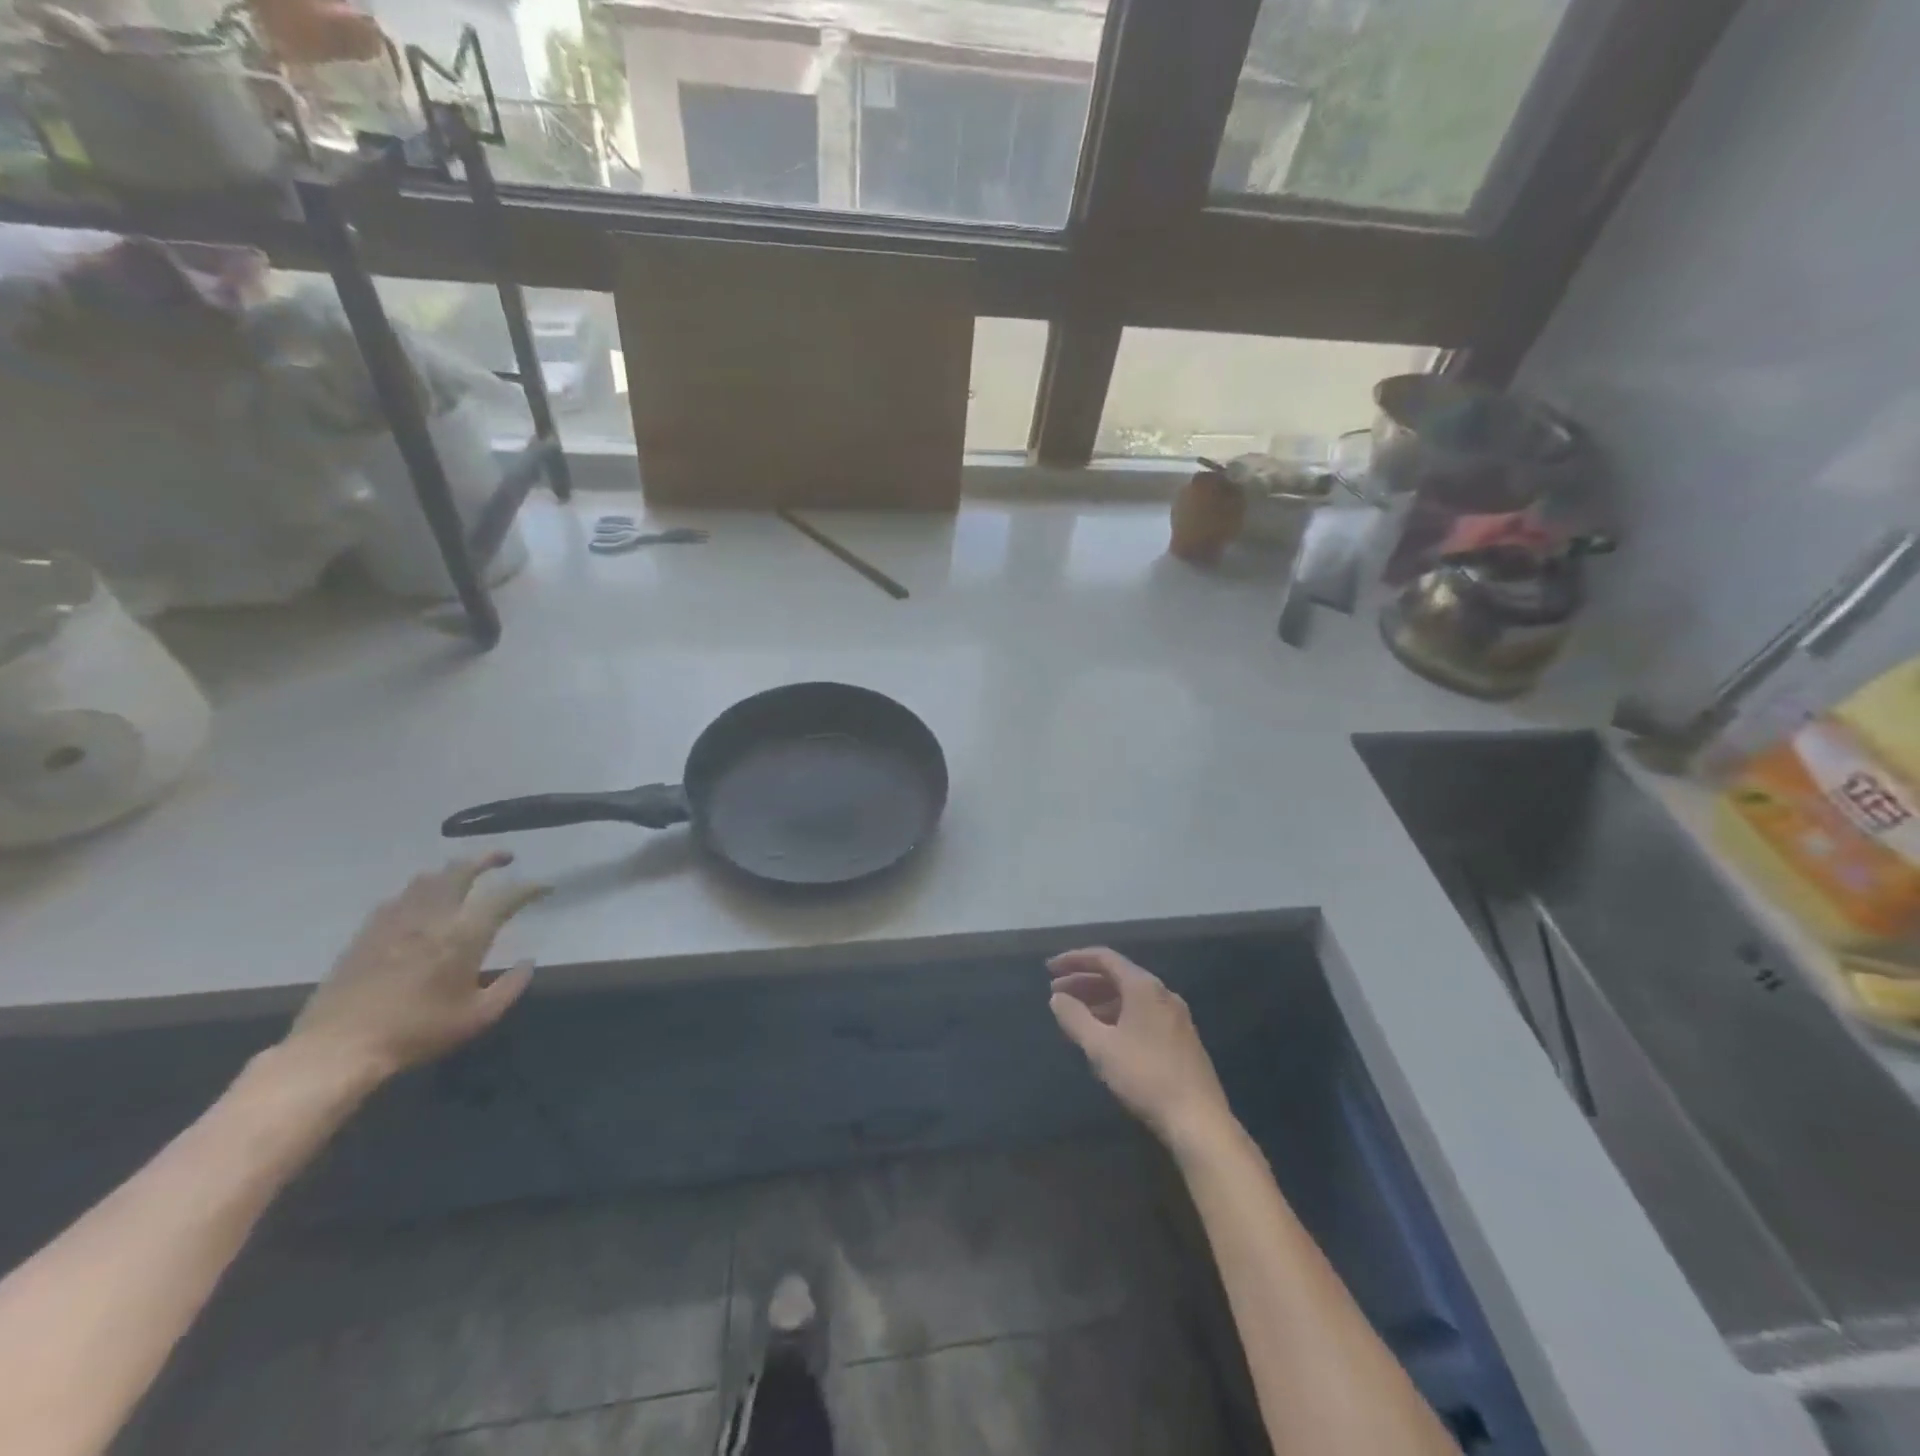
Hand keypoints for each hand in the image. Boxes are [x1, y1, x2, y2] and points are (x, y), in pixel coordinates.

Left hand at [285, 853, 547, 1086]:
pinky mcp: (367, 933)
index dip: (530, 888)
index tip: (545, 887)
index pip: (506, 897)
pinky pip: (398, 897)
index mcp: (464, 935)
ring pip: (427, 879)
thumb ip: (510, 986)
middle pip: (461, 870)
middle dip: (487, 859)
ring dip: (451, 871)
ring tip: (463, 876)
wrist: (338, 1049)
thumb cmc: (416, 1032)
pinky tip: (420, 904)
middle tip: (504, 858)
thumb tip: (528, 962)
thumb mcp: (478, 1017)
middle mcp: (432, 917)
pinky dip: (419, 891)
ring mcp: (395, 921)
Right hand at [1048, 947, 1233, 1151]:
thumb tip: (1057, 998)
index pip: (1104, 958)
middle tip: (1056, 993)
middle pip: (1117, 976)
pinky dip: (1117, 1016)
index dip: (1074, 960)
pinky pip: (1141, 1014)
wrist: (1199, 1120)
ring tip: (1074, 1016)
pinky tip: (1103, 1036)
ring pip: (1129, 997)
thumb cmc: (1145, 1077)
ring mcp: (1175, 1016)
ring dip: (1099, 1001)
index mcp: (1144, 987)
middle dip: (1084, 982)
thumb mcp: (1101, 1048)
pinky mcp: (1180, 1038)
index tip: (1049, 968)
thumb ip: (1075, 1018)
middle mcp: (1162, 993)